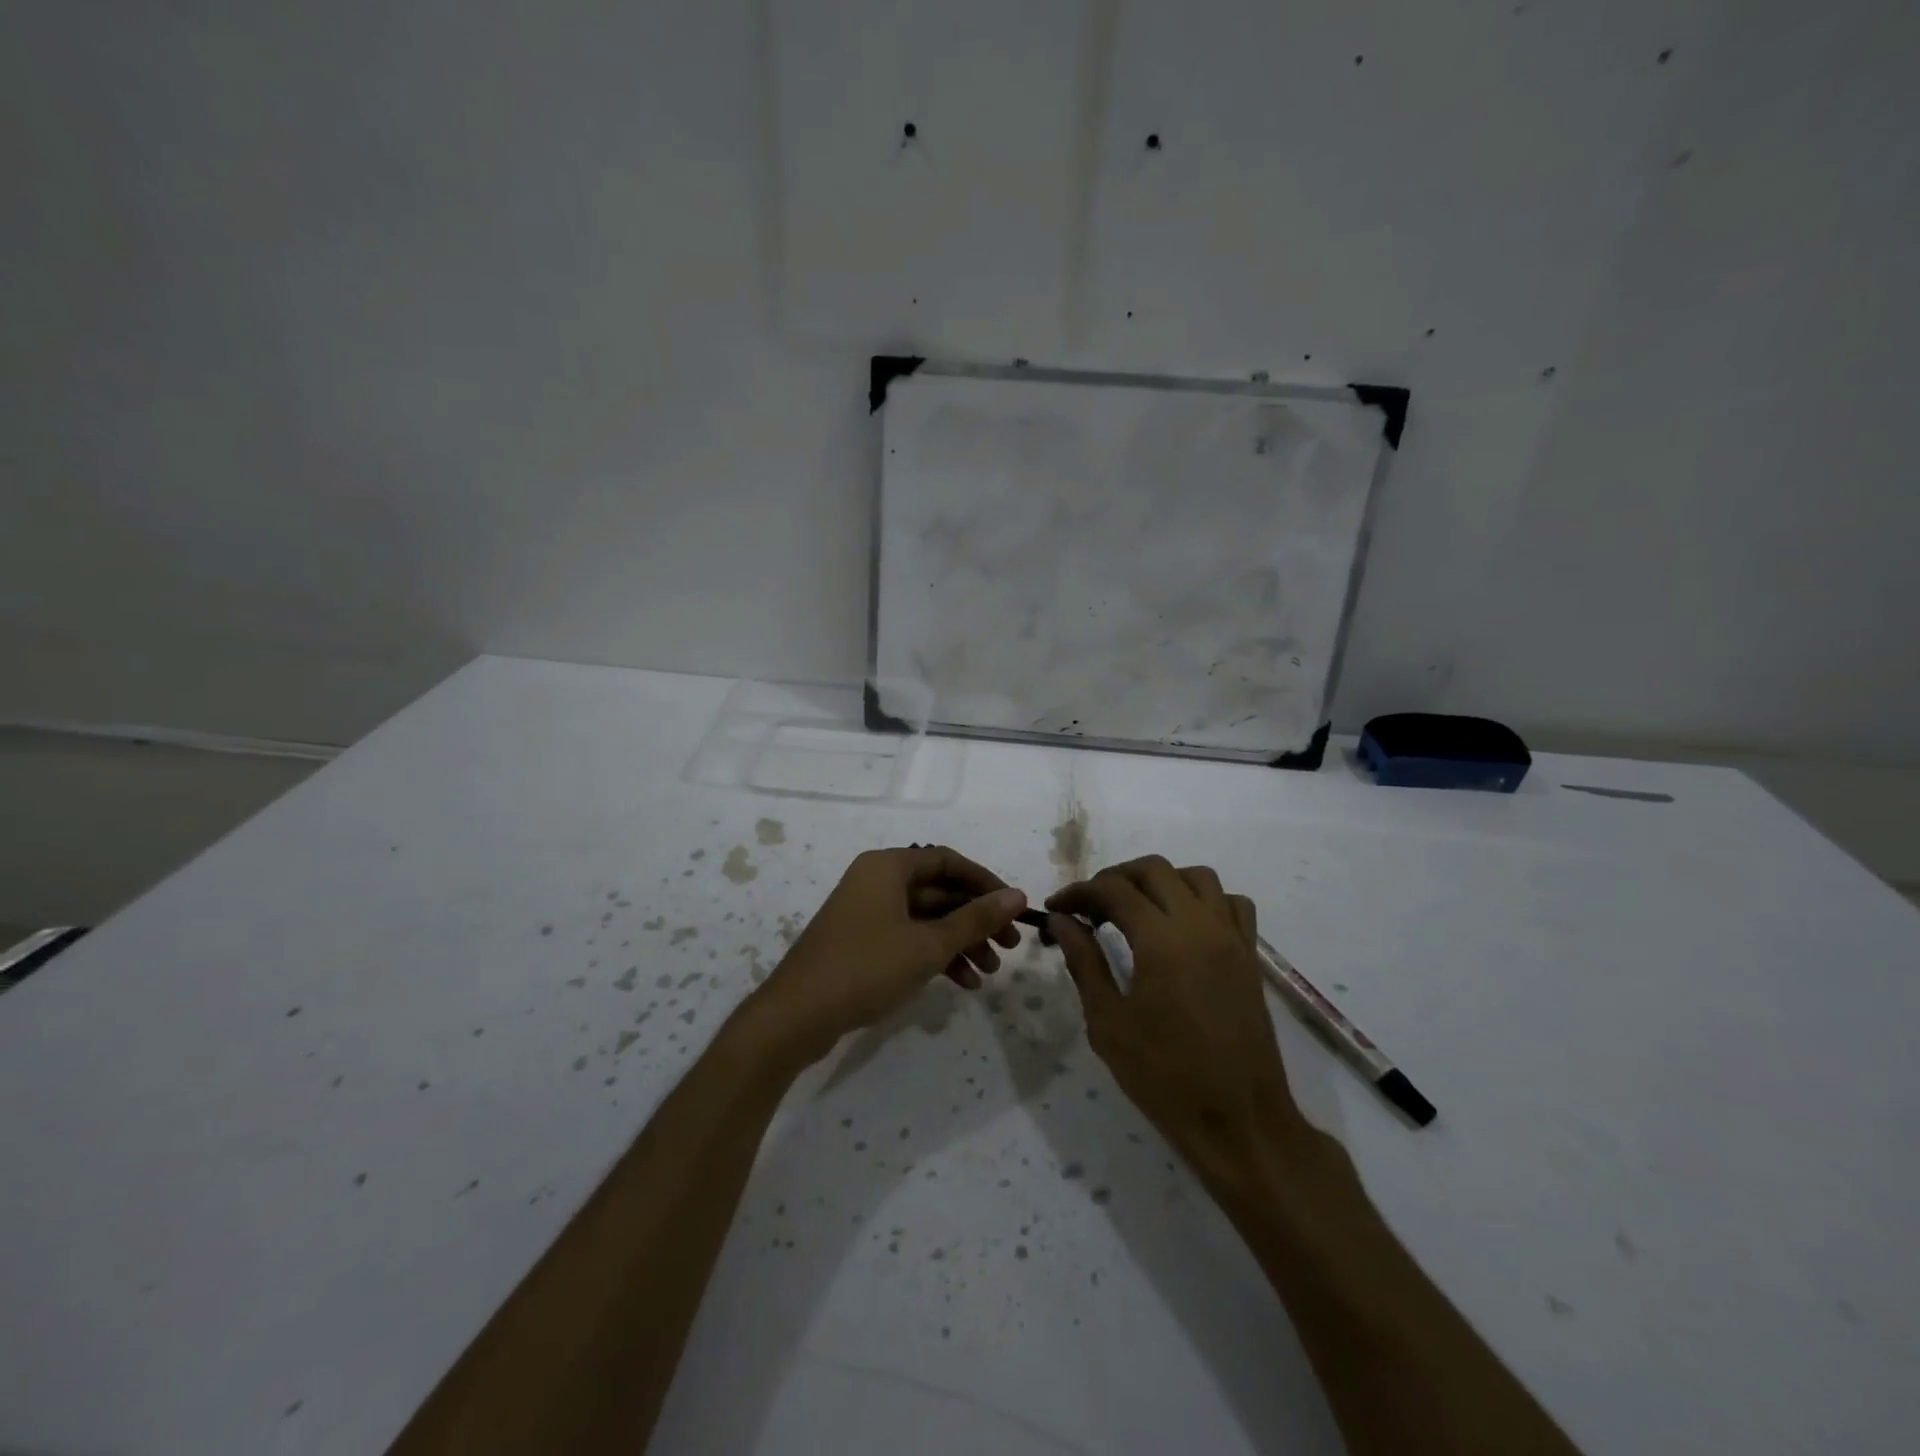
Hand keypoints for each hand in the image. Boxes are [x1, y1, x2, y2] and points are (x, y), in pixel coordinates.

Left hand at [749, 846, 1025, 1064]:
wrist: (796, 1016)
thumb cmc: (866, 968)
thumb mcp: (928, 944)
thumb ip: (975, 919)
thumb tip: (1018, 894)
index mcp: (888, 867)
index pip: (948, 861)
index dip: (985, 883)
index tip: (1013, 909)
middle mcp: (877, 881)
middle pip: (939, 891)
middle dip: (976, 920)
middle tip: (1010, 947)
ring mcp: (867, 913)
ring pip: (926, 919)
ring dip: (960, 942)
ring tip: (989, 973)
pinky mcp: (862, 943)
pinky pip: (908, 938)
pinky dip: (935, 956)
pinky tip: (963, 983)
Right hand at [1048, 857, 1306, 1169]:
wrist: (1239, 1121)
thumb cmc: (1165, 1078)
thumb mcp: (1109, 1023)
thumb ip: (1084, 962)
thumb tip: (1063, 921)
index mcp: (1162, 941)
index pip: (1113, 890)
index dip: (1079, 892)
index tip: (1056, 908)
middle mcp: (1200, 925)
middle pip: (1154, 870)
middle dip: (1115, 878)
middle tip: (1089, 907)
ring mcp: (1231, 938)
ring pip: (1196, 877)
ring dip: (1160, 881)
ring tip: (1135, 909)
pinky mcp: (1250, 956)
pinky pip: (1231, 904)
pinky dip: (1203, 899)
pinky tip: (1183, 926)